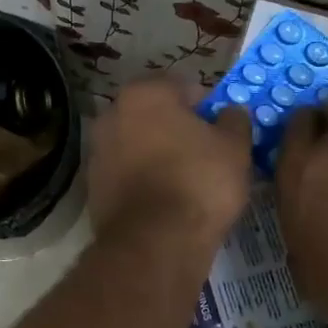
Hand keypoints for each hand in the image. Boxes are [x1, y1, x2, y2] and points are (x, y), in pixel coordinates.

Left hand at [89, 77, 252, 249]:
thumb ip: (234, 120)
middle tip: (206, 152)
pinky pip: (126, 173)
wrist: (155, 242)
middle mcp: (112, 114)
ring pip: (138, 144)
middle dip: (178, 128)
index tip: (223, 128)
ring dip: (158, 154)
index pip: (182, 86)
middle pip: (154, 114)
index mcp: (144, 94)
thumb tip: (229, 113)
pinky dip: (143, 179)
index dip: (207, 105)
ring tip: (187, 180)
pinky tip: (166, 199)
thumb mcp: (235, 146)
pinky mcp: (93, 186)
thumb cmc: (199, 181)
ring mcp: (97, 151)